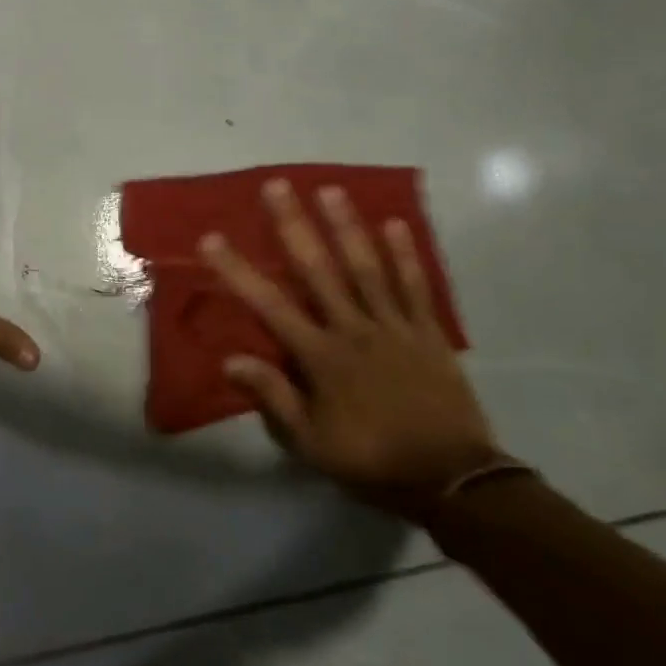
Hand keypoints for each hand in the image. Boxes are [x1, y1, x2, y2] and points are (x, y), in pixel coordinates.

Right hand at [199, 178, 504, 519]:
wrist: (453, 480)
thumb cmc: (372, 461)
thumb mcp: (312, 443)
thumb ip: (274, 396)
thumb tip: (230, 360)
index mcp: (321, 357)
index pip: (270, 305)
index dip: (238, 271)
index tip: (212, 239)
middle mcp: (353, 329)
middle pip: (318, 270)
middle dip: (294, 226)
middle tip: (277, 185)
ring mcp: (394, 327)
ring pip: (366, 268)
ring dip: (346, 227)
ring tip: (330, 189)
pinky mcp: (428, 332)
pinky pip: (415, 287)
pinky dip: (405, 255)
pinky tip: (395, 224)